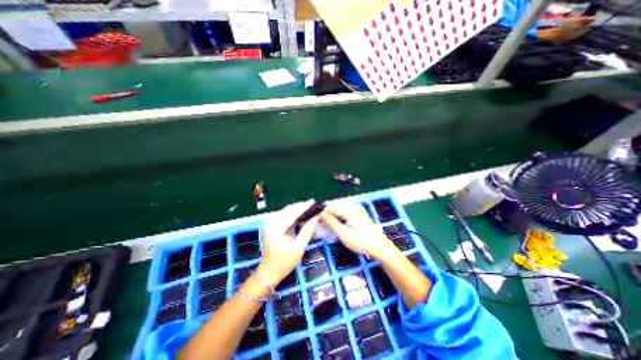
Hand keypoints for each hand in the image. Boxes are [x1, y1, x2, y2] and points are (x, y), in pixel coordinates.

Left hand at [255, 202, 315, 286]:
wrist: (269, 273)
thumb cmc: (284, 263)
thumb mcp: (298, 248)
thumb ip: (307, 231)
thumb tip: (316, 217)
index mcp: (275, 227)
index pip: (292, 213)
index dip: (304, 206)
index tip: (314, 202)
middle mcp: (271, 222)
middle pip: (289, 210)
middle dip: (302, 206)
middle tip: (314, 205)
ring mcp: (270, 223)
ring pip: (287, 212)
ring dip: (298, 209)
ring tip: (310, 208)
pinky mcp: (272, 226)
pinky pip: (285, 216)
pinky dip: (294, 215)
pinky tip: (302, 215)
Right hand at [319, 200, 393, 259]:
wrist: (380, 247)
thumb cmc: (362, 242)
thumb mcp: (343, 233)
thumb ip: (330, 222)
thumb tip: (319, 213)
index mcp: (349, 209)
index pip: (330, 205)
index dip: (320, 210)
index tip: (311, 217)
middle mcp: (353, 205)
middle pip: (334, 205)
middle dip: (325, 213)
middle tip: (317, 222)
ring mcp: (356, 209)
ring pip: (338, 208)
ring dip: (331, 215)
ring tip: (323, 224)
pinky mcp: (358, 213)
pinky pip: (344, 212)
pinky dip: (337, 217)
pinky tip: (333, 223)